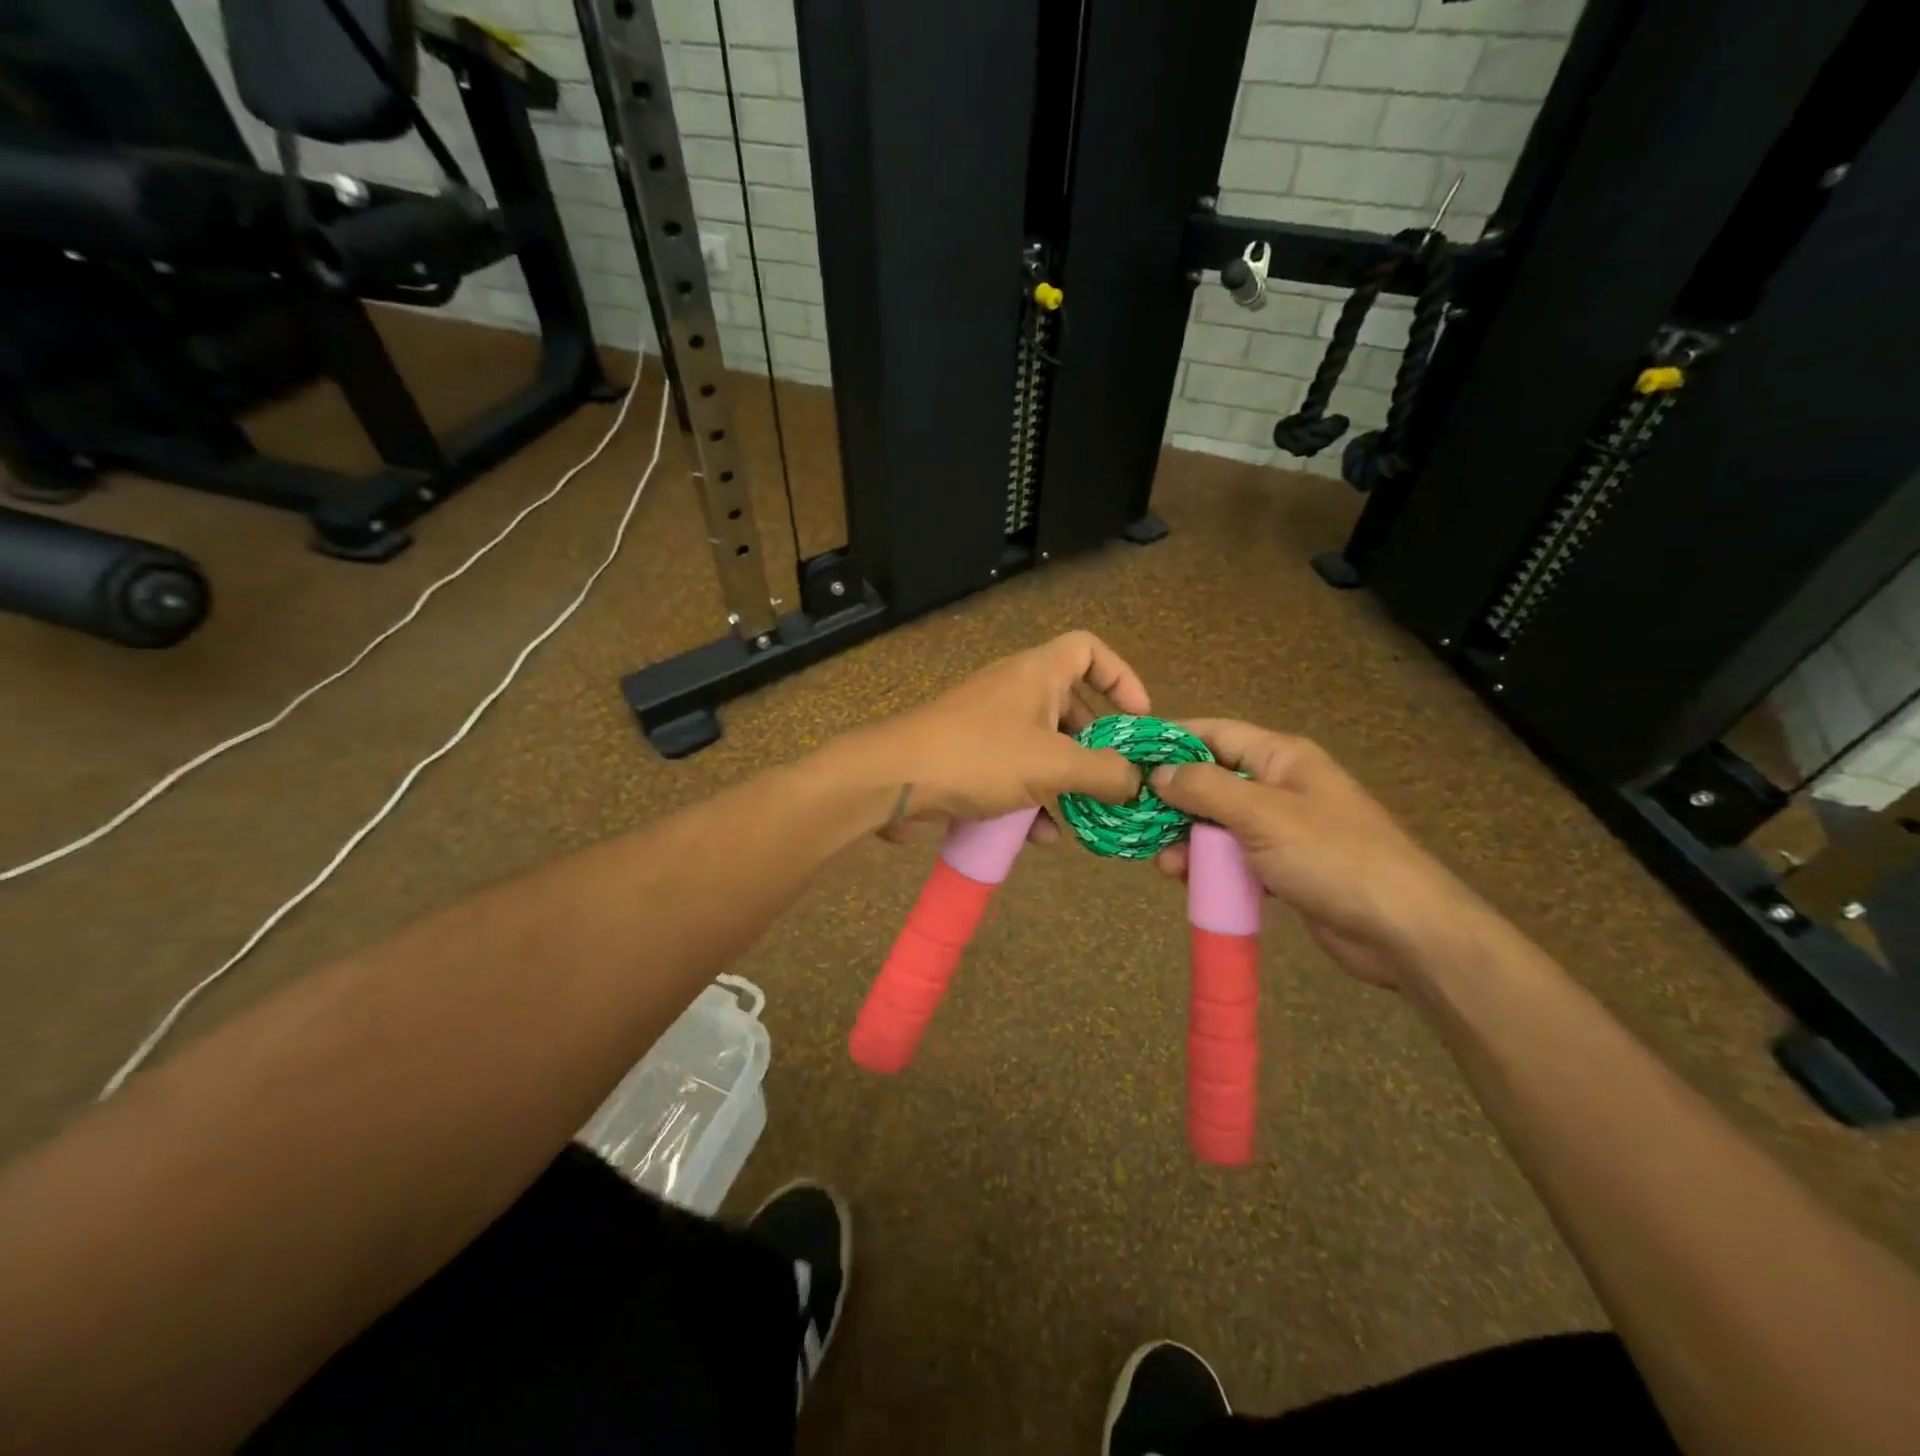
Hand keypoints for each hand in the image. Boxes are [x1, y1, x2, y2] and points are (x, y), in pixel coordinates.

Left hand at [853, 631, 1149, 841]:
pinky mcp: (971, 761)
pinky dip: (1035, 801)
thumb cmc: (980, 756)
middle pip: (1070, 705)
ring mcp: (990, 727)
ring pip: (1043, 747)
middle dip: (1096, 742)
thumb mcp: (1053, 763)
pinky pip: (1015, 775)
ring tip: (1090, 813)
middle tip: (1117, 776)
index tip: (1140, 719)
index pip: (1088, 649)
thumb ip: (1103, 772)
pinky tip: (1047, 837)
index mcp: (1037, 674)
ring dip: (1068, 779)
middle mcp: (1015, 692)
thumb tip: (1137, 781)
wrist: (894, 780)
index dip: (1121, 676)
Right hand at [1150, 720, 1487, 988]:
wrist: (1402, 929)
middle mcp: (1280, 786)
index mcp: (1281, 758)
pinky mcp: (1284, 868)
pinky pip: (1234, 858)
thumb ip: (1206, 789)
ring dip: (1188, 840)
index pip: (1215, 734)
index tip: (1128, 755)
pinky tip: (1189, 882)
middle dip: (1174, 801)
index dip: (1172, 740)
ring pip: (1219, 824)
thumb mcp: (1262, 815)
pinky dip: (1210, 866)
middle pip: (1213, 781)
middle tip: (1137, 821)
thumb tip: (1159, 772)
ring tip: (1165, 864)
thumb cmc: (1332, 856)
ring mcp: (1283, 829)